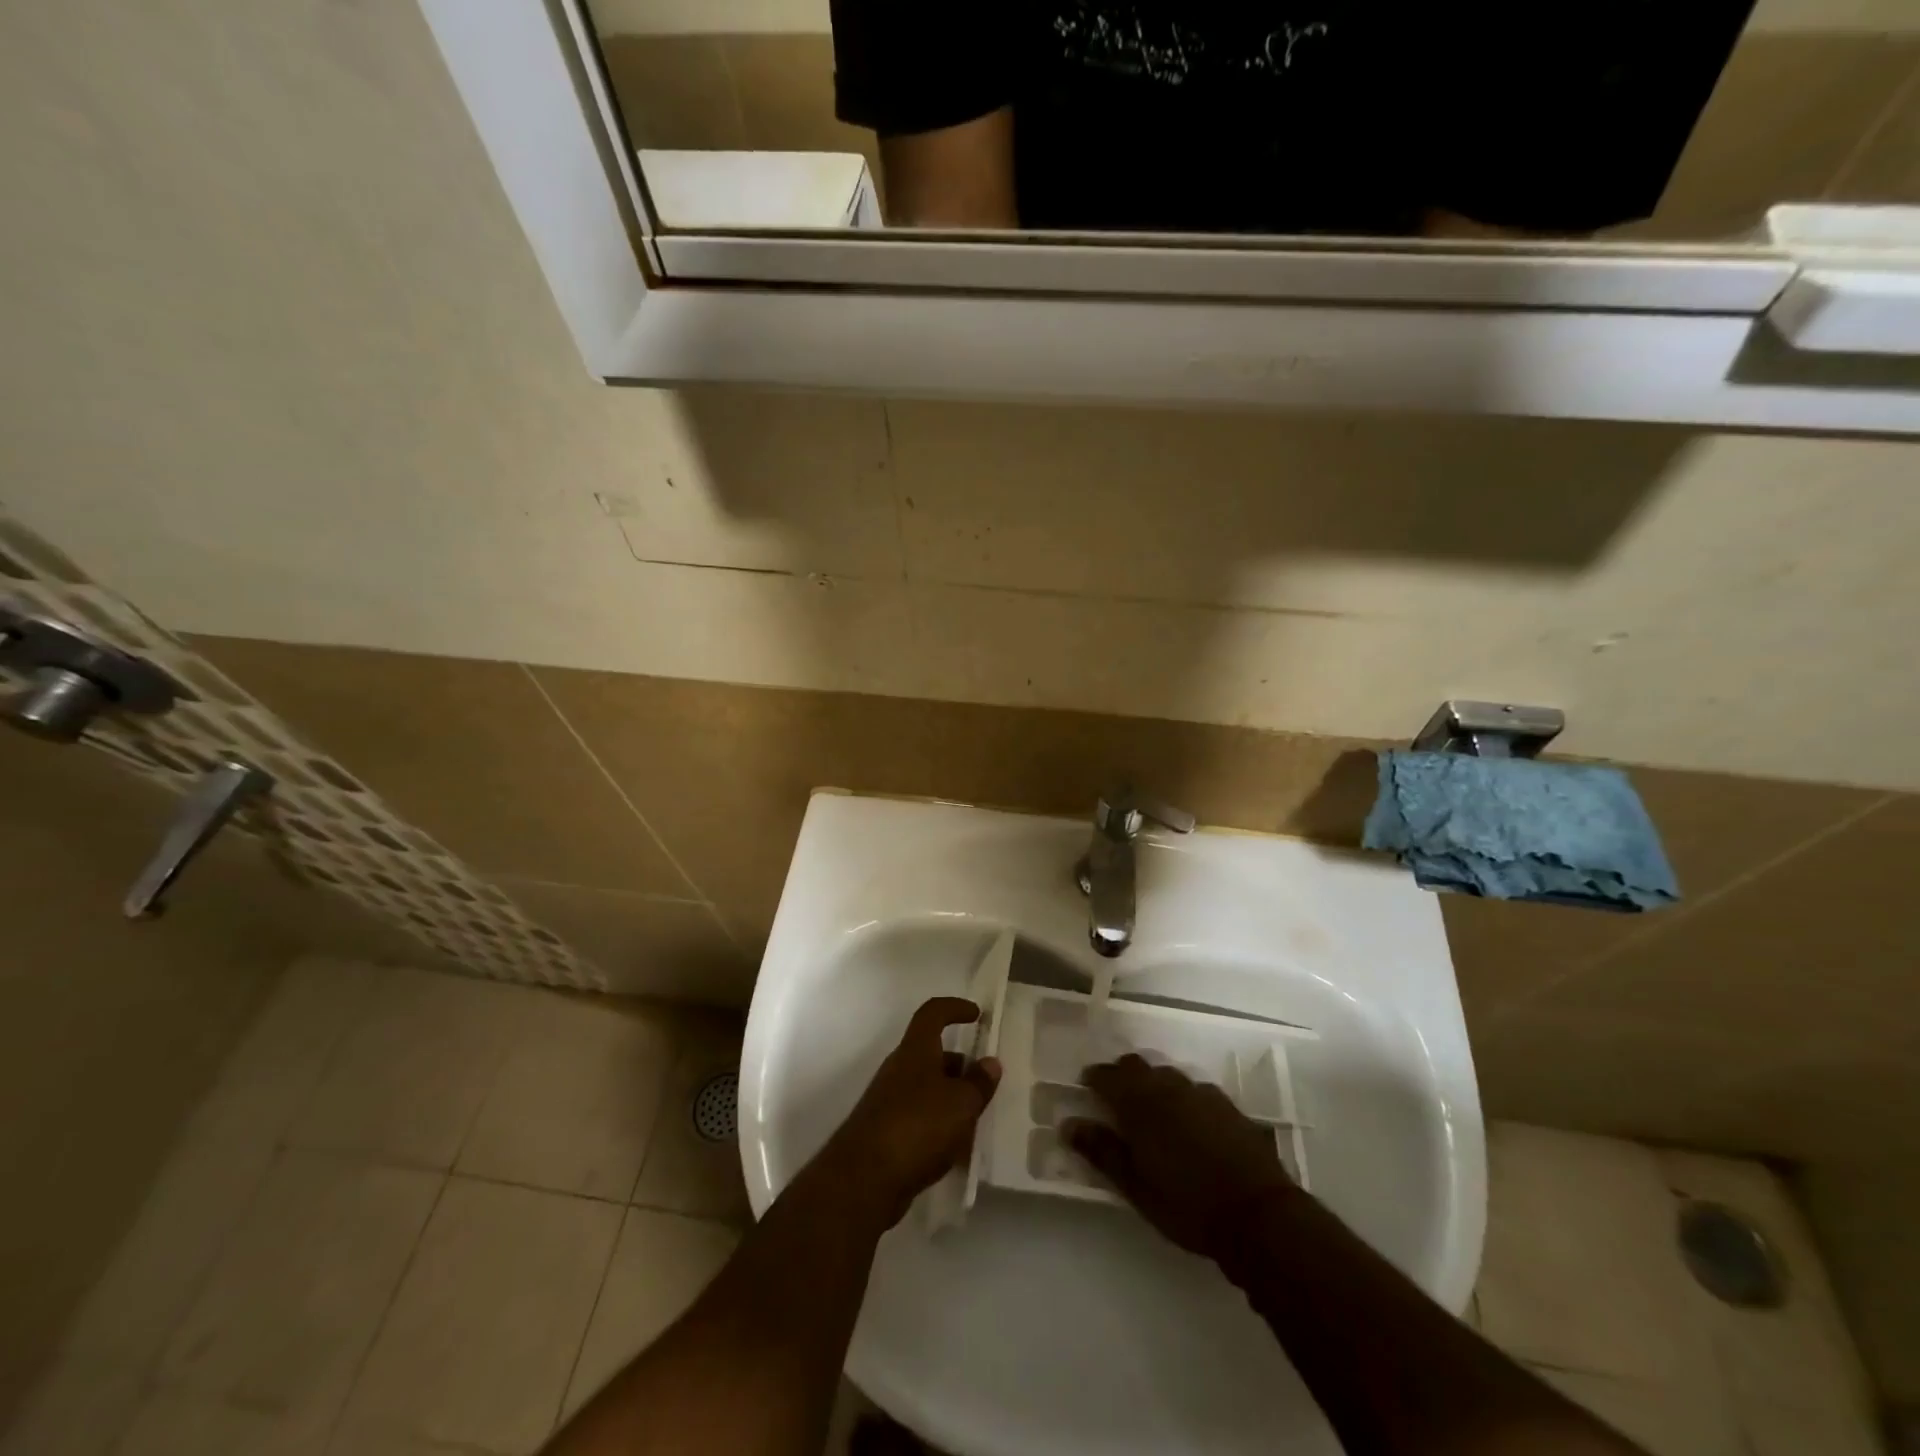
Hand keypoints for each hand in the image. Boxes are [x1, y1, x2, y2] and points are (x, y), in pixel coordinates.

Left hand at [823, 997, 1000, 1227]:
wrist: (864, 1179)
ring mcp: (888, 1100)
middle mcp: (899, 1069)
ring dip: (950, 1098)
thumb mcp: (961, 1104)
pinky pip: (918, 1118)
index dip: (954, 1008)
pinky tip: (955, 1151)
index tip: (976, 1015)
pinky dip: (938, 1126)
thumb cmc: (918, 1126)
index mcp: (915, 1050)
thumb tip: (990, 1062)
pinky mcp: (884, 1132)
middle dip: (959, 1065)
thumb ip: (978, 1083)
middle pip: (931, 1054)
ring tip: (976, 1121)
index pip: (932, 1013)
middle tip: (984, 1083)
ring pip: (926, 1088)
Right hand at [1066, 1054, 1294, 1260]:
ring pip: (1167, 1075)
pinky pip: (1195, 1090)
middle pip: (1137, 1065)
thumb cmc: (1187, 1204)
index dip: (1094, 1078)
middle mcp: (1168, 1087)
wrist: (1259, 1215)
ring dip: (1153, 1084)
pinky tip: (1188, 1122)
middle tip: (1115, 1099)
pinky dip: (1182, 1098)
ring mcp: (1201, 1093)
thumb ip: (1101, 1151)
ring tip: (1151, 1111)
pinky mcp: (1228, 1106)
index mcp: (1140, 1103)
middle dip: (1122, 1075)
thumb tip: (1068, 1123)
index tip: (1086, 1088)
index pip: (1107, 1076)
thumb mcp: (1135, 1186)